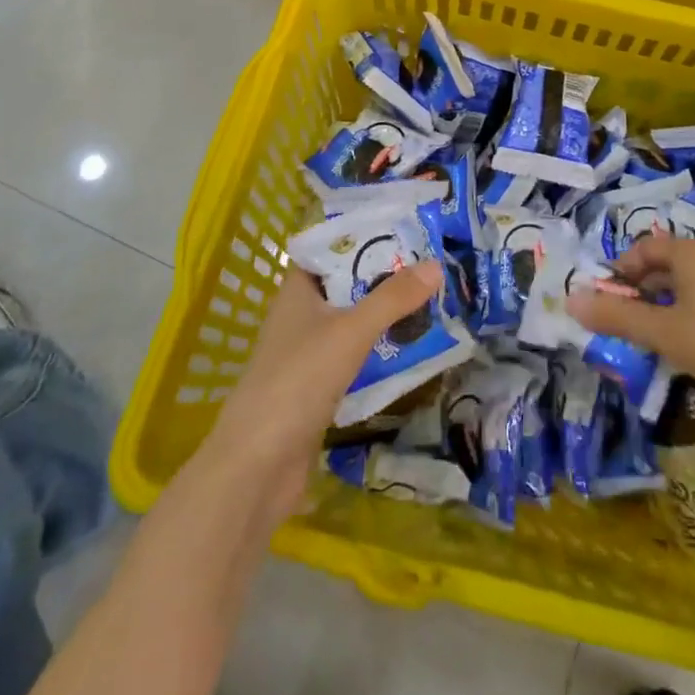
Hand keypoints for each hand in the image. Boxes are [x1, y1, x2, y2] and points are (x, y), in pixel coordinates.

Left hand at [192, 261, 442, 528]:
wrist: (258, 466)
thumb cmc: (297, 381)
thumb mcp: (349, 332)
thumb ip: (392, 299)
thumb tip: (436, 265)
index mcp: (297, 291)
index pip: (328, 248)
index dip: (361, 236)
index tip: (402, 228)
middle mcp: (300, 315)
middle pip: (345, 284)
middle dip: (383, 276)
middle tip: (430, 263)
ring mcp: (307, 353)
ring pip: (351, 321)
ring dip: (383, 313)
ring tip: (430, 300)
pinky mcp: (317, 388)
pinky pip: (354, 356)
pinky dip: (378, 349)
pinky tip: (410, 348)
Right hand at [566, 232, 694, 413]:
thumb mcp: (664, 333)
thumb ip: (618, 316)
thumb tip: (571, 300)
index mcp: (690, 252)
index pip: (643, 248)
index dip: (620, 271)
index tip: (606, 299)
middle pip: (666, 263)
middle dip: (641, 288)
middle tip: (624, 320)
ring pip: (689, 282)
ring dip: (665, 303)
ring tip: (653, 335)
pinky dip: (691, 311)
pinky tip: (692, 343)